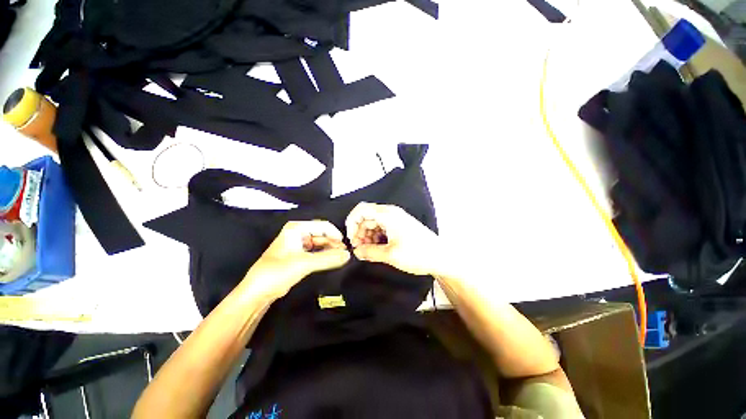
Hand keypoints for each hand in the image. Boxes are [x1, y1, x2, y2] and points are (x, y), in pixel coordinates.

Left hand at [243, 221, 350, 299]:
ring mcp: (299, 245)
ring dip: (330, 250)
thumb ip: (328, 258)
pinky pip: (316, 252)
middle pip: (322, 235)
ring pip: (320, 244)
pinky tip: (332, 261)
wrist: (258, 291)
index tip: (344, 245)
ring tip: (340, 258)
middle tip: (344, 253)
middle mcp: (298, 233)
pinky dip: (324, 256)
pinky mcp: (299, 256)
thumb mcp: (305, 263)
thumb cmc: (276, 272)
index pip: (323, 226)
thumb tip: (347, 255)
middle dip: (334, 243)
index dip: (335, 234)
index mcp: (297, 228)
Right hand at [345, 202, 440, 275]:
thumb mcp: (390, 255)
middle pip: (367, 217)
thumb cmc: (418, 254)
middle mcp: (391, 213)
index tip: (350, 238)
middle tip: (359, 249)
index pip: (361, 210)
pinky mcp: (400, 226)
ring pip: (374, 223)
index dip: (351, 222)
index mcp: (388, 214)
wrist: (441, 257)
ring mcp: (396, 219)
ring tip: (367, 250)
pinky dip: (376, 237)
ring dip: (367, 235)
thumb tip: (356, 252)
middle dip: (359, 232)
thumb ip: (369, 252)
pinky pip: (382, 228)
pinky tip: (376, 248)